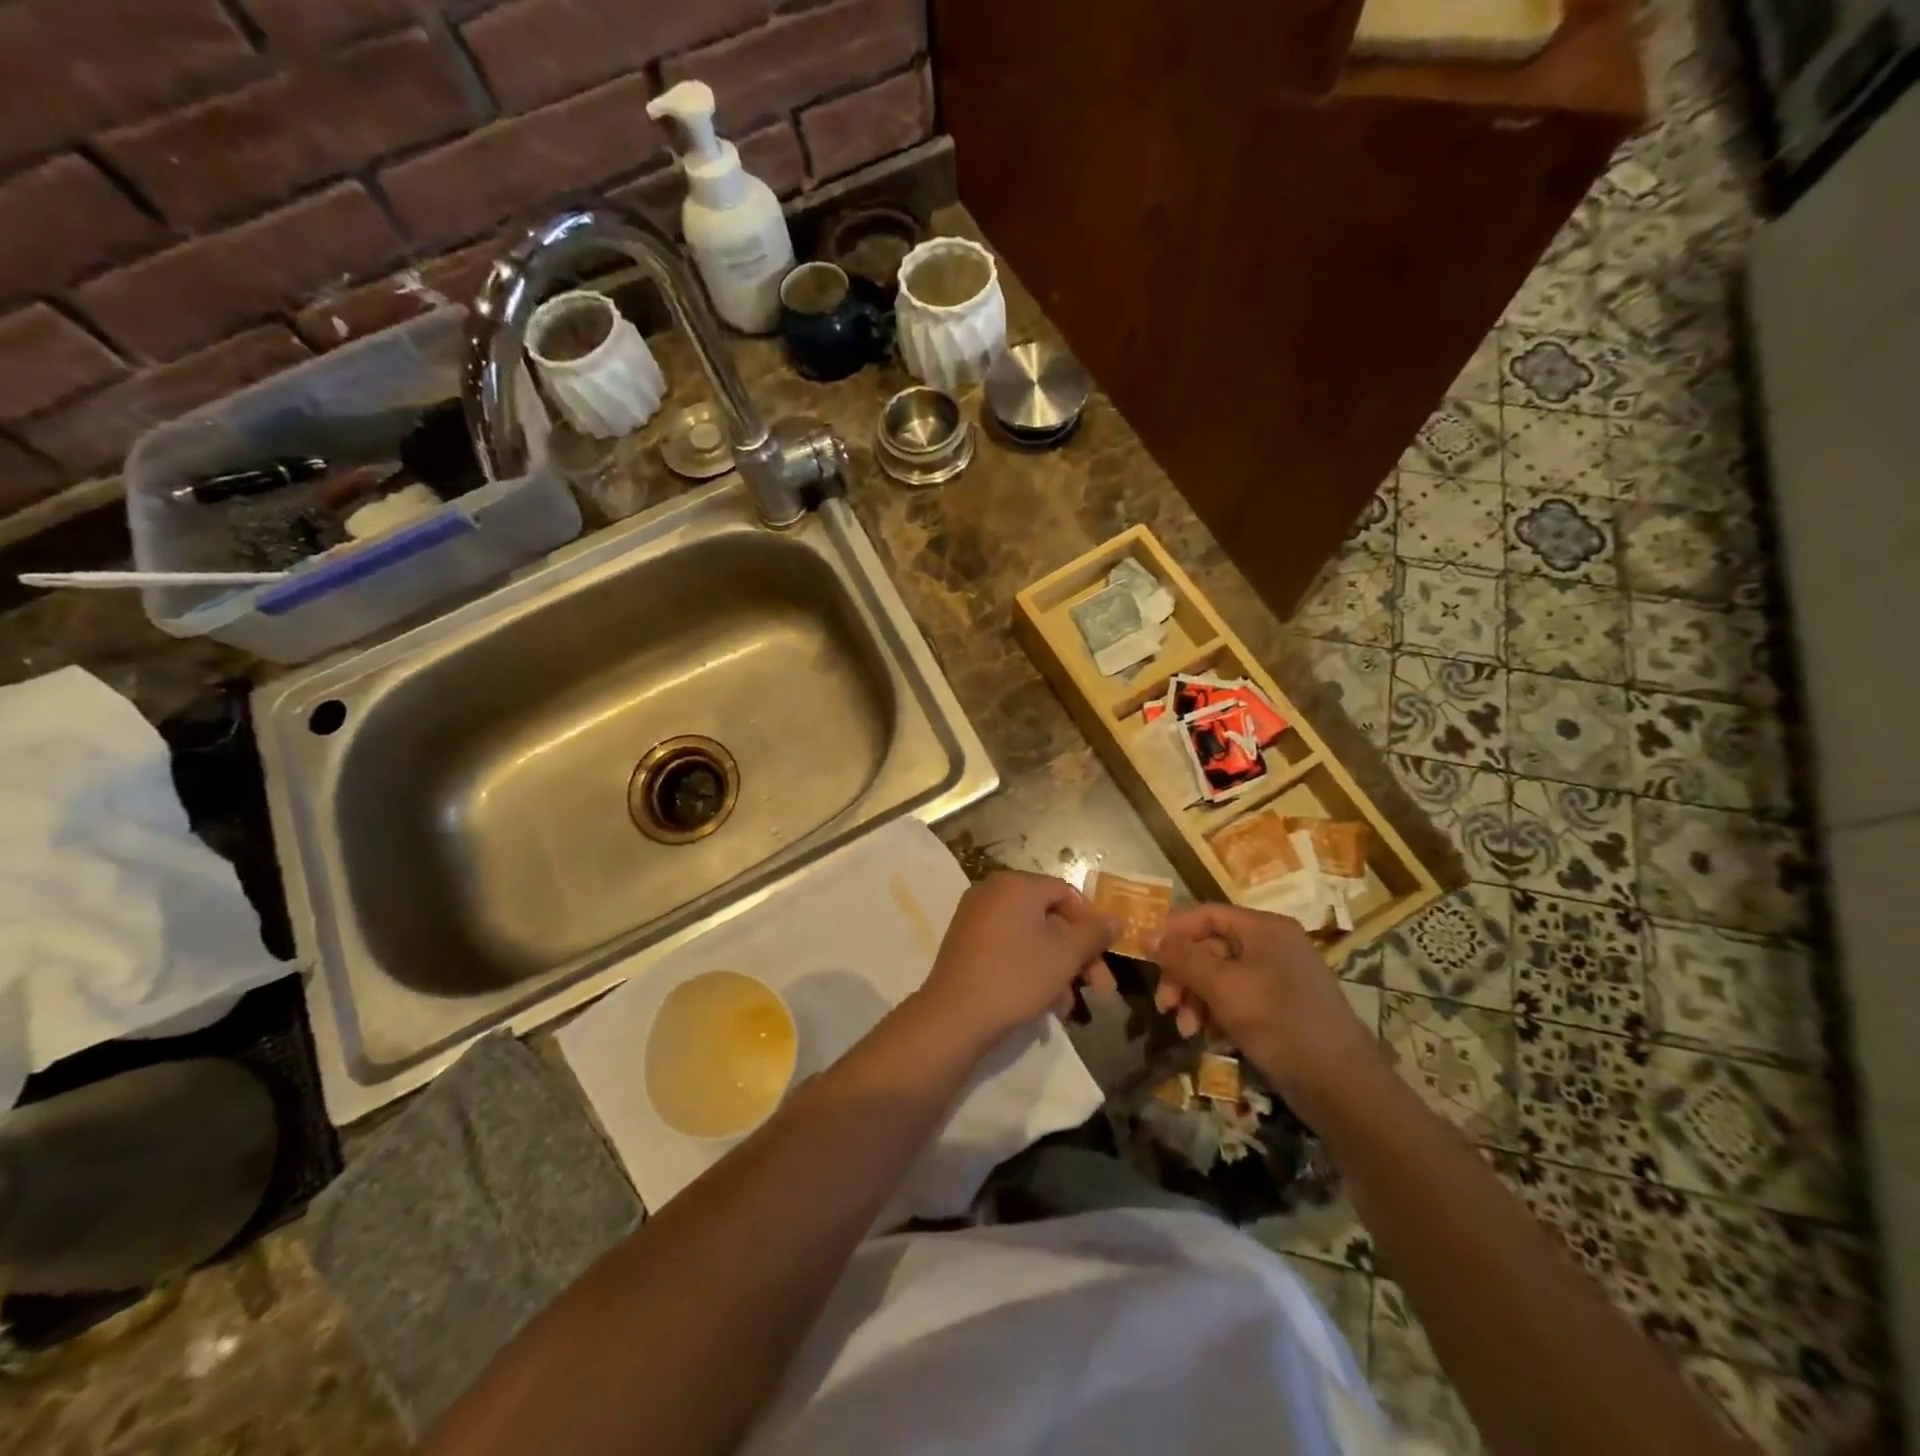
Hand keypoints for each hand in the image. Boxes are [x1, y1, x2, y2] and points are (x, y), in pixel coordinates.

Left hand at [916, 872, 1118, 1046]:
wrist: (954, 1016)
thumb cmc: (1016, 976)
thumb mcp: (1065, 955)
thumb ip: (1094, 933)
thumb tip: (1114, 918)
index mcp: (1016, 885)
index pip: (1066, 892)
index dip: (1091, 923)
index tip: (1106, 955)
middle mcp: (992, 893)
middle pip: (1049, 917)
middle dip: (1077, 954)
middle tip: (1100, 989)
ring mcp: (975, 918)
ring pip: (1031, 938)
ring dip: (1057, 967)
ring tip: (1069, 1005)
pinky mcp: (966, 944)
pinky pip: (1009, 948)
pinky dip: (1030, 969)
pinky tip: (1045, 1003)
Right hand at [1151, 903, 1384, 1120]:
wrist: (1343, 1087)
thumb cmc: (1280, 1024)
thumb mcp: (1224, 987)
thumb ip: (1182, 958)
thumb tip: (1146, 935)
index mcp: (1264, 928)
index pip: (1205, 914)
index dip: (1172, 932)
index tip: (1145, 959)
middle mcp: (1272, 945)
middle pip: (1210, 947)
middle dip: (1183, 976)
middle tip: (1163, 1007)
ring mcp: (1278, 977)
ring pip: (1220, 976)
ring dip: (1196, 999)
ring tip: (1186, 1030)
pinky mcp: (1281, 1008)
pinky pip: (1237, 998)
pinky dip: (1217, 1013)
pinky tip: (1209, 1037)